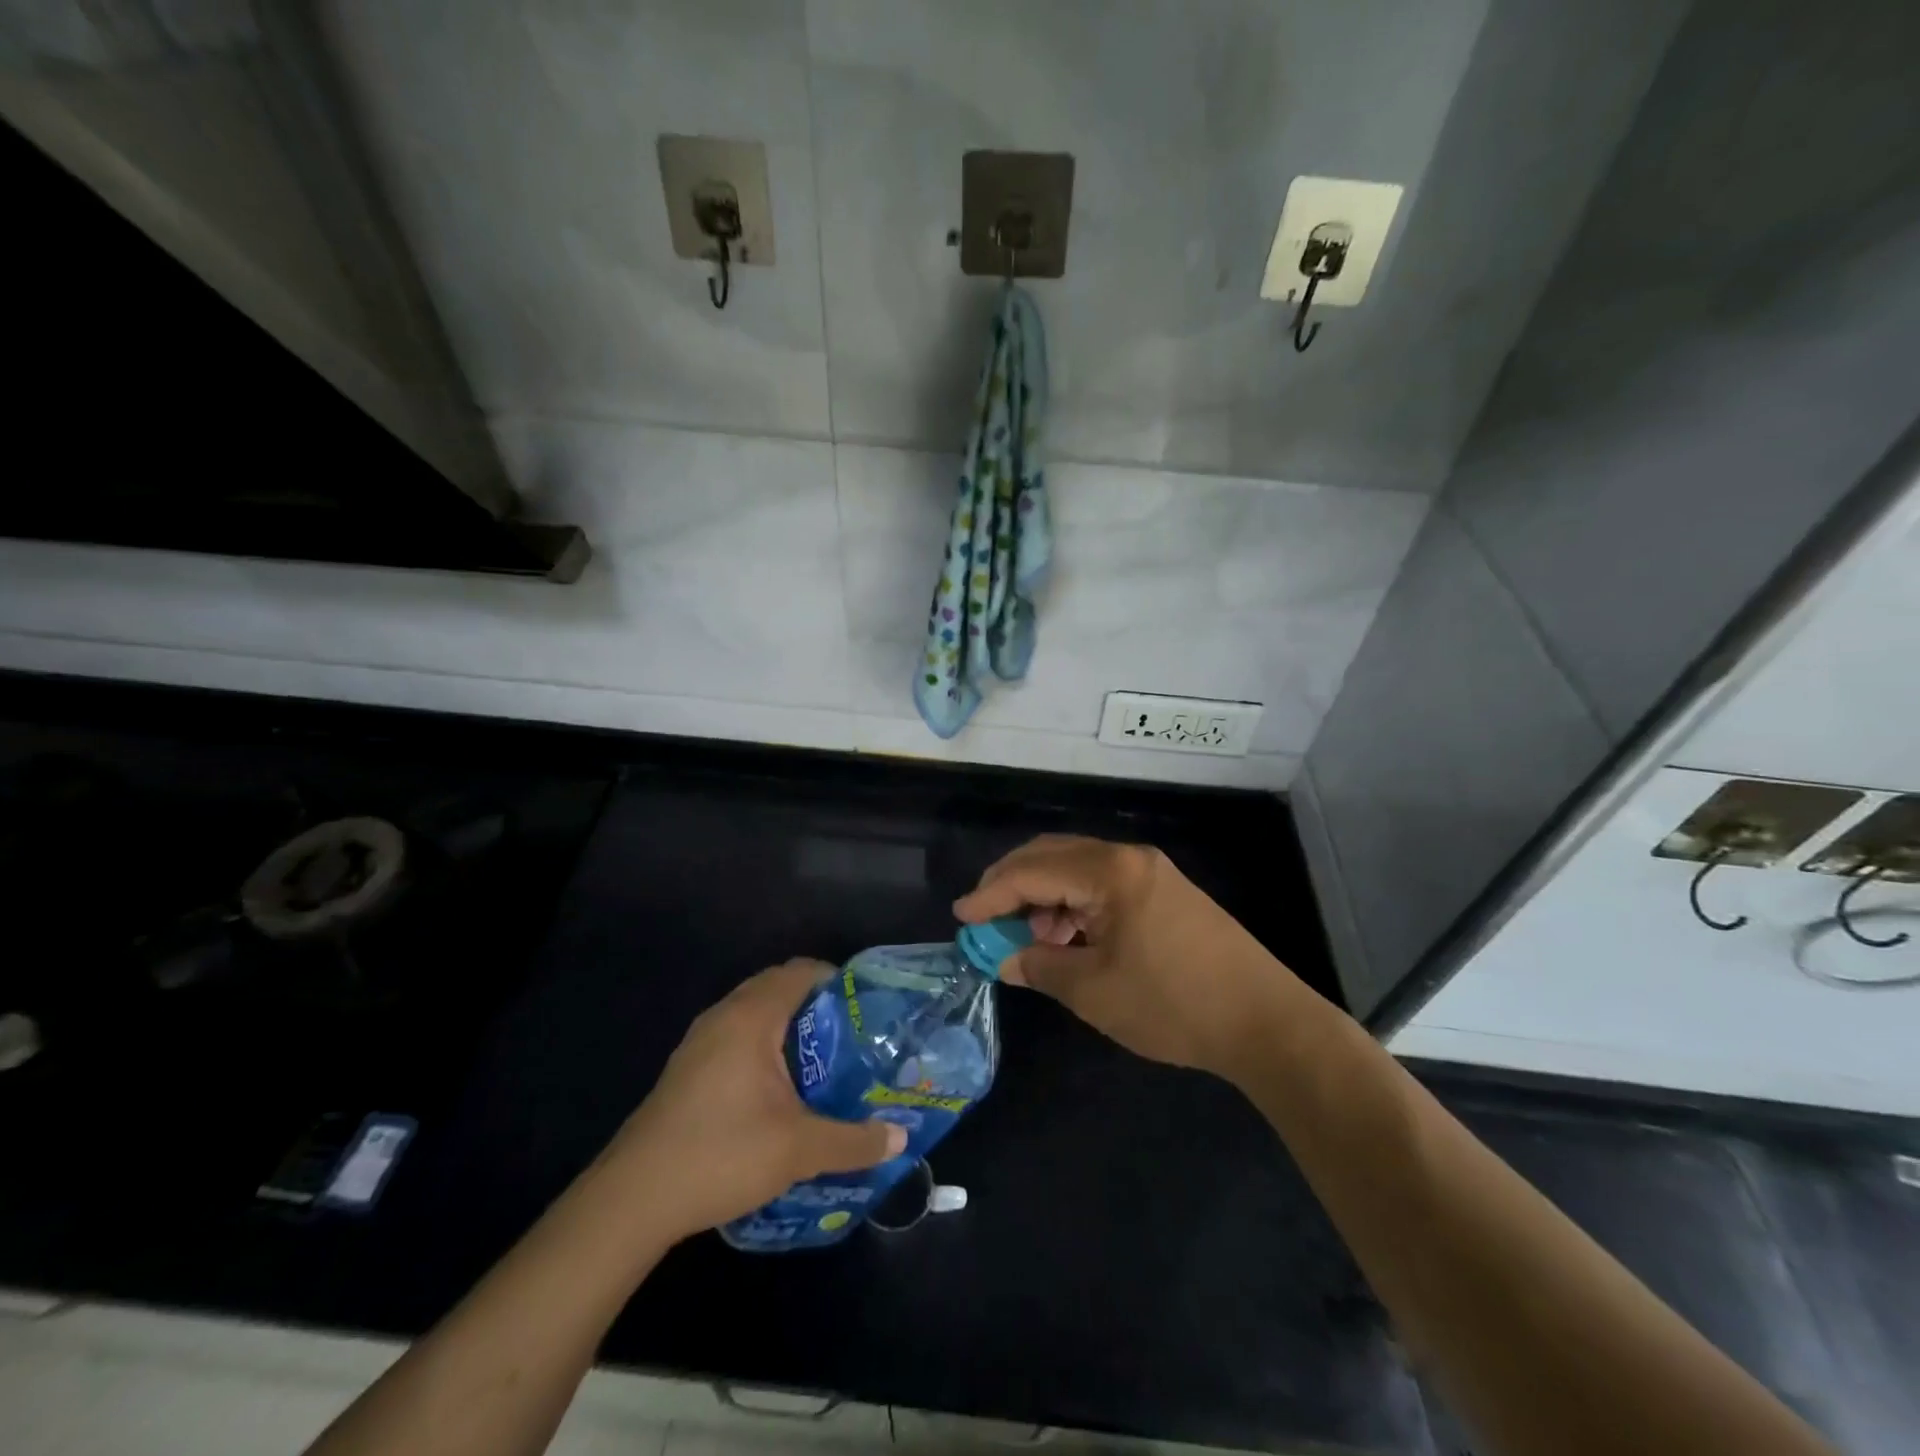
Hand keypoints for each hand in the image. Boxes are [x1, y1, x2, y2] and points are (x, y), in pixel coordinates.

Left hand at [607, 960, 906, 1239]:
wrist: (631, 1200)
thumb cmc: (720, 1154)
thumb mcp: (798, 1150)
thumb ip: (854, 1141)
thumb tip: (900, 1138)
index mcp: (752, 1016)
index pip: (801, 971)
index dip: (837, 981)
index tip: (866, 1010)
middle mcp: (724, 1015)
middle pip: (778, 987)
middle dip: (817, 1006)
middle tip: (852, 1038)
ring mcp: (700, 1041)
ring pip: (755, 1013)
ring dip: (788, 1028)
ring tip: (823, 1064)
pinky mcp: (687, 1069)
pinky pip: (736, 1036)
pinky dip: (763, 1046)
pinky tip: (778, 1091)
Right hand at [954, 835, 1297, 1082]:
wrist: (1267, 1022)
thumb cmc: (1174, 1004)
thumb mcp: (1094, 991)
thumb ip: (1040, 966)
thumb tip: (1003, 958)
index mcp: (1110, 871)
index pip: (1033, 872)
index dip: (991, 895)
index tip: (961, 917)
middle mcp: (1129, 858)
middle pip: (1054, 856)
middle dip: (1013, 884)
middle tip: (984, 917)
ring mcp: (1152, 873)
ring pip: (1078, 870)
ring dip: (1045, 896)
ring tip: (1028, 938)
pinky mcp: (1166, 893)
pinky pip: (1104, 886)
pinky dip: (1075, 906)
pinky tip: (1068, 938)